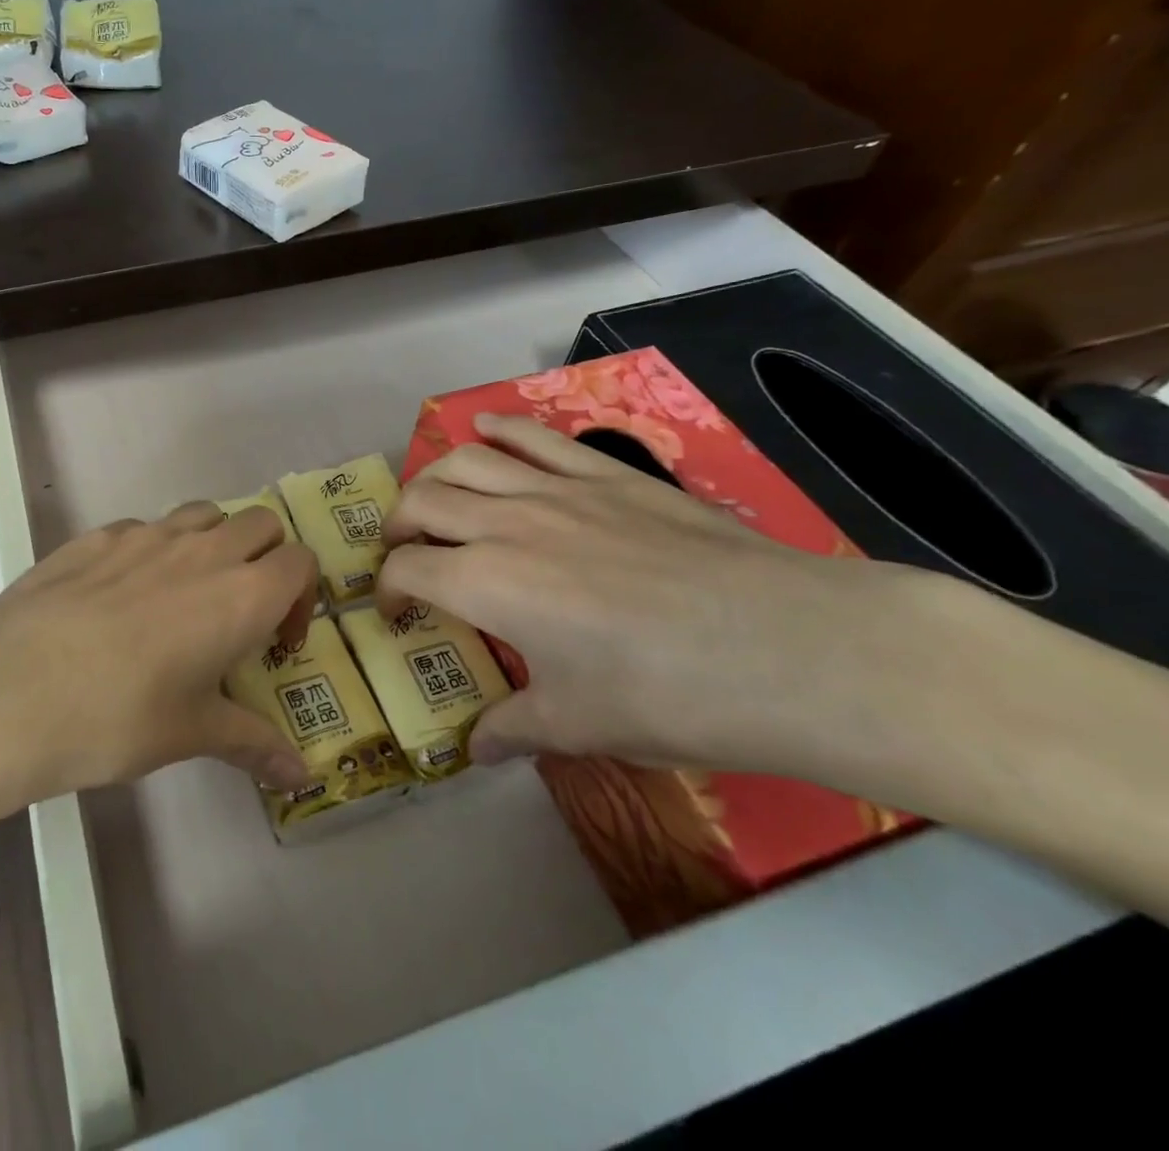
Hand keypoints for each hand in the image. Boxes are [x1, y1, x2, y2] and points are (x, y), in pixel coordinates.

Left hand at [0, 503, 317, 805]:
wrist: (13, 686)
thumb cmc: (118, 716)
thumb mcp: (191, 734)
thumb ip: (252, 744)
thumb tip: (301, 779)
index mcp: (242, 594)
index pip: (300, 562)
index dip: (300, 597)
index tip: (275, 641)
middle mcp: (203, 550)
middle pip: (260, 523)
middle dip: (265, 558)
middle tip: (239, 611)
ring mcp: (147, 533)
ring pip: (204, 513)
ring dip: (213, 542)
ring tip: (185, 595)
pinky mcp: (98, 533)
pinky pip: (145, 527)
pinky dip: (154, 549)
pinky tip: (120, 597)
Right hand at [380, 412, 944, 775]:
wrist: (790, 647)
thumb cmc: (670, 695)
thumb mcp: (580, 725)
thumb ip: (513, 728)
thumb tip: (476, 748)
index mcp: (486, 584)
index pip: (407, 572)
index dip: (388, 592)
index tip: (395, 615)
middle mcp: (506, 524)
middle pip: (422, 502)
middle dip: (397, 527)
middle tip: (405, 553)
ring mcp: (557, 489)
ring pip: (466, 460)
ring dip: (434, 476)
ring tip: (434, 499)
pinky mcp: (607, 472)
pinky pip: (535, 436)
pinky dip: (499, 429)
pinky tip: (485, 430)